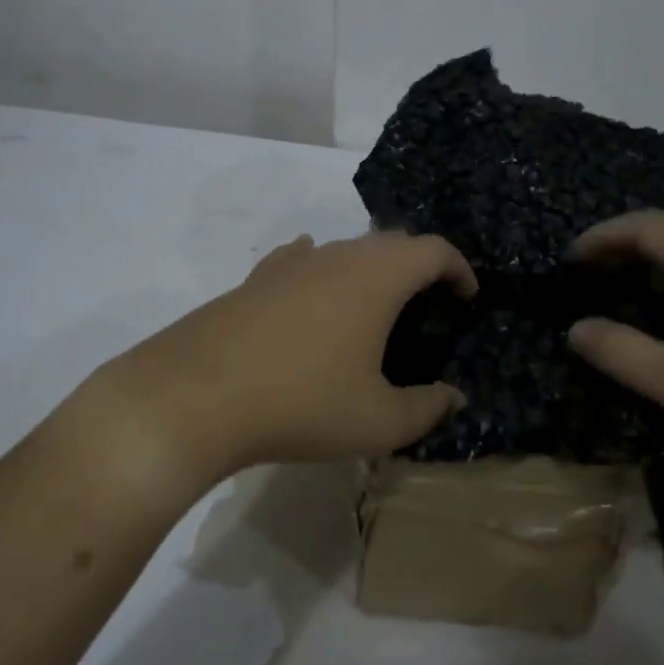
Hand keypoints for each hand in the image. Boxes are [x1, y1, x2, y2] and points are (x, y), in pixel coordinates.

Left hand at [81, 231, 476, 480]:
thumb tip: (454, 398)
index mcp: (378, 276)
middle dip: (419, 267)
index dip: (459, 268)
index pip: (434, 250)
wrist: (195, 395)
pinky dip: (324, 272)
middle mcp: (338, 254)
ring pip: (346, 251)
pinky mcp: (256, 279)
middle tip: (429, 304)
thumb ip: (427, 408)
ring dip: (371, 271)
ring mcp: (292, 263)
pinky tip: (316, 291)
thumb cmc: (303, 402)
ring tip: (376, 308)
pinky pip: (303, 261)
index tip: (468, 296)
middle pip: (392, 244)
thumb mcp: (378, 421)